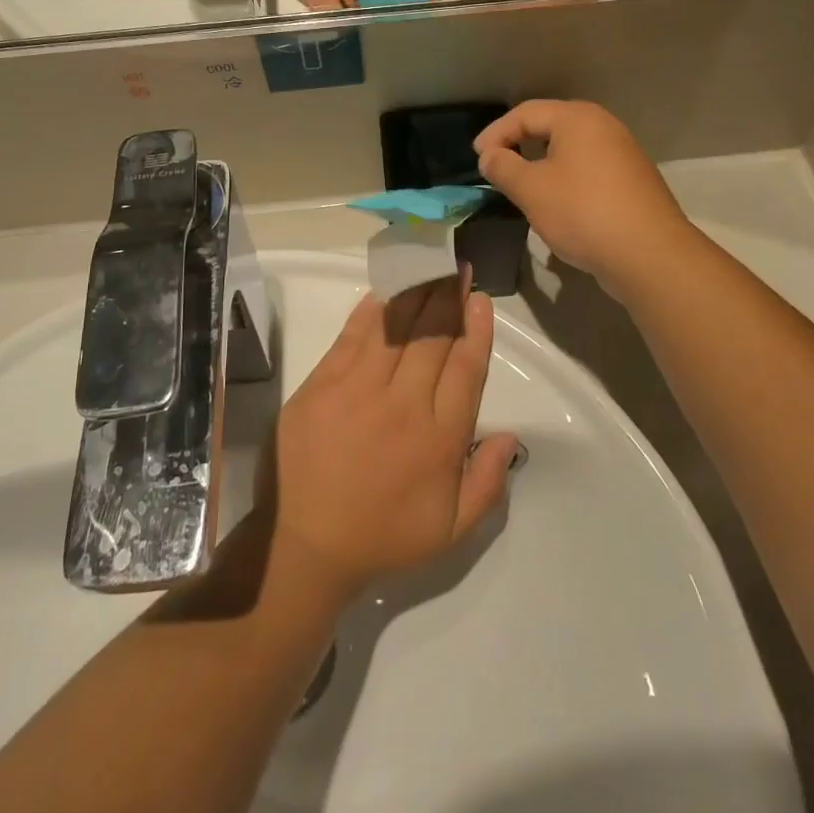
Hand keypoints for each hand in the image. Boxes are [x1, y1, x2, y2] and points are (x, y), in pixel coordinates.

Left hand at [268, 275, 518, 603]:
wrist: (303, 544)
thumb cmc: (381, 536)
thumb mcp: (450, 531)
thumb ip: (487, 483)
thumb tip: (510, 434)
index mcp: (439, 437)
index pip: (466, 368)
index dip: (476, 329)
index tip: (480, 299)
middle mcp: (404, 403)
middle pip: (433, 337)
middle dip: (449, 298)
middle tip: (457, 269)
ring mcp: (359, 388)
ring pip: (396, 328)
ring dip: (416, 294)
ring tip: (428, 268)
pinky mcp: (323, 383)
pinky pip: (352, 336)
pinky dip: (370, 312)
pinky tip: (383, 292)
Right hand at [474, 101, 698, 302]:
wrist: (650, 255)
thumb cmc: (582, 212)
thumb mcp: (531, 190)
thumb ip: (503, 167)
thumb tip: (490, 155)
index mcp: (578, 119)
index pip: (526, 113)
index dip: (496, 133)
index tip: (477, 158)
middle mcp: (604, 126)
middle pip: (551, 125)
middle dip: (519, 143)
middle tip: (496, 165)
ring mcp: (623, 153)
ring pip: (571, 149)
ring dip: (542, 163)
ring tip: (521, 185)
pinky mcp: (632, 181)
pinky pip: (588, 169)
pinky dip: (565, 178)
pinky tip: (557, 203)